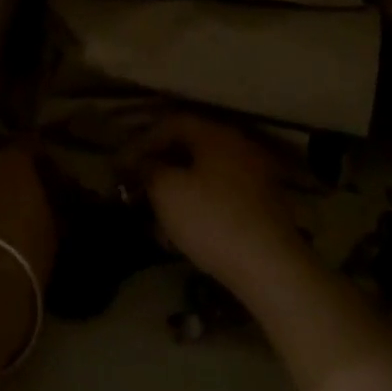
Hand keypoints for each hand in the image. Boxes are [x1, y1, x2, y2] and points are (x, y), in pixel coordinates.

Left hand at [0, 136, 57, 366]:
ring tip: (2, 195)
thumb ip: (48, 201)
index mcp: (13, 157)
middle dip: (2, 152)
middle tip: (19, 173)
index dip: (39, 154)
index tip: (49, 170)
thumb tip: (49, 195)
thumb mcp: (52, 225)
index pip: (29, 141)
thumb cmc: (26, 252)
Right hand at [135, 115, 310, 291]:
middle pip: (189, 148)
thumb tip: (143, 163)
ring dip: (175, 191)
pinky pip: (219, 197)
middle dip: (159, 167)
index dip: (142, 141)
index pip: (171, 123)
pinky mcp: (261, 207)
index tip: (121, 165)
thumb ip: (149, 169)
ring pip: (203, 176)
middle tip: (136, 187)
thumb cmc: (211, 219)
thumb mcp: (167, 191)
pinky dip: (196, 207)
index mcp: (216, 135)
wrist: (269, 267)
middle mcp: (238, 147)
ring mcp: (254, 177)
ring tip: (153, 217)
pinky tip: (180, 234)